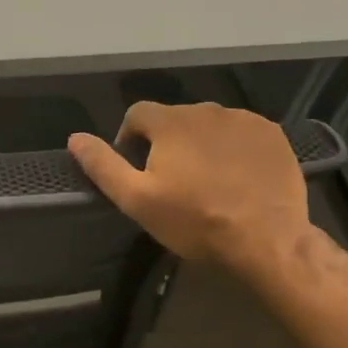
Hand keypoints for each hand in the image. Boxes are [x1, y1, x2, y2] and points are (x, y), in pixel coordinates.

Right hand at [67, 102, 312, 269]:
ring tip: (206, 180)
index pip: (136, 114)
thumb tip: (75, 138)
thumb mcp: (136, 199)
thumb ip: (103, 165)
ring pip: (209, 126)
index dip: (129, 139)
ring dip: (200, 144)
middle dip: (166, 143)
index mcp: (171, 121)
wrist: (266, 238)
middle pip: (174, 119)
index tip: (137, 170)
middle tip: (172, 182)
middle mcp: (207, 109)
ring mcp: (244, 120)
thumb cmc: (194, 220)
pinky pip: (241, 134)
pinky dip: (232, 149)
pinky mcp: (272, 135)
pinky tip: (236, 178)